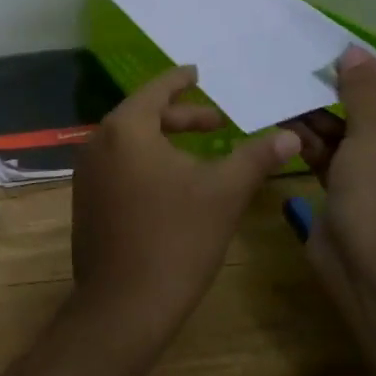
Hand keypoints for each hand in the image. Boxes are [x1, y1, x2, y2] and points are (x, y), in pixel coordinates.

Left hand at [69, 66, 300, 345]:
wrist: (124, 303)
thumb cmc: (177, 238)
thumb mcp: (224, 193)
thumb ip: (256, 157)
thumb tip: (290, 134)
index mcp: (125, 129)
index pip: (156, 90)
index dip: (180, 80)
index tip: (198, 72)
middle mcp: (97, 143)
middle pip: (142, 116)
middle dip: (181, 117)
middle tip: (216, 121)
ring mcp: (86, 174)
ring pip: (129, 144)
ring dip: (164, 142)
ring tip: (200, 153)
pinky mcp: (85, 201)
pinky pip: (118, 167)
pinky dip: (145, 163)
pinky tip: (172, 184)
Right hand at [284, 48, 375, 259]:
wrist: (363, 265)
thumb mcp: (372, 135)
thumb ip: (362, 91)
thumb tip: (355, 51)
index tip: (351, 67)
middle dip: (348, 103)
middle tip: (318, 79)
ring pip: (359, 142)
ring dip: (326, 122)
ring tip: (295, 98)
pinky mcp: (359, 199)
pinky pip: (341, 162)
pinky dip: (318, 145)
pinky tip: (288, 126)